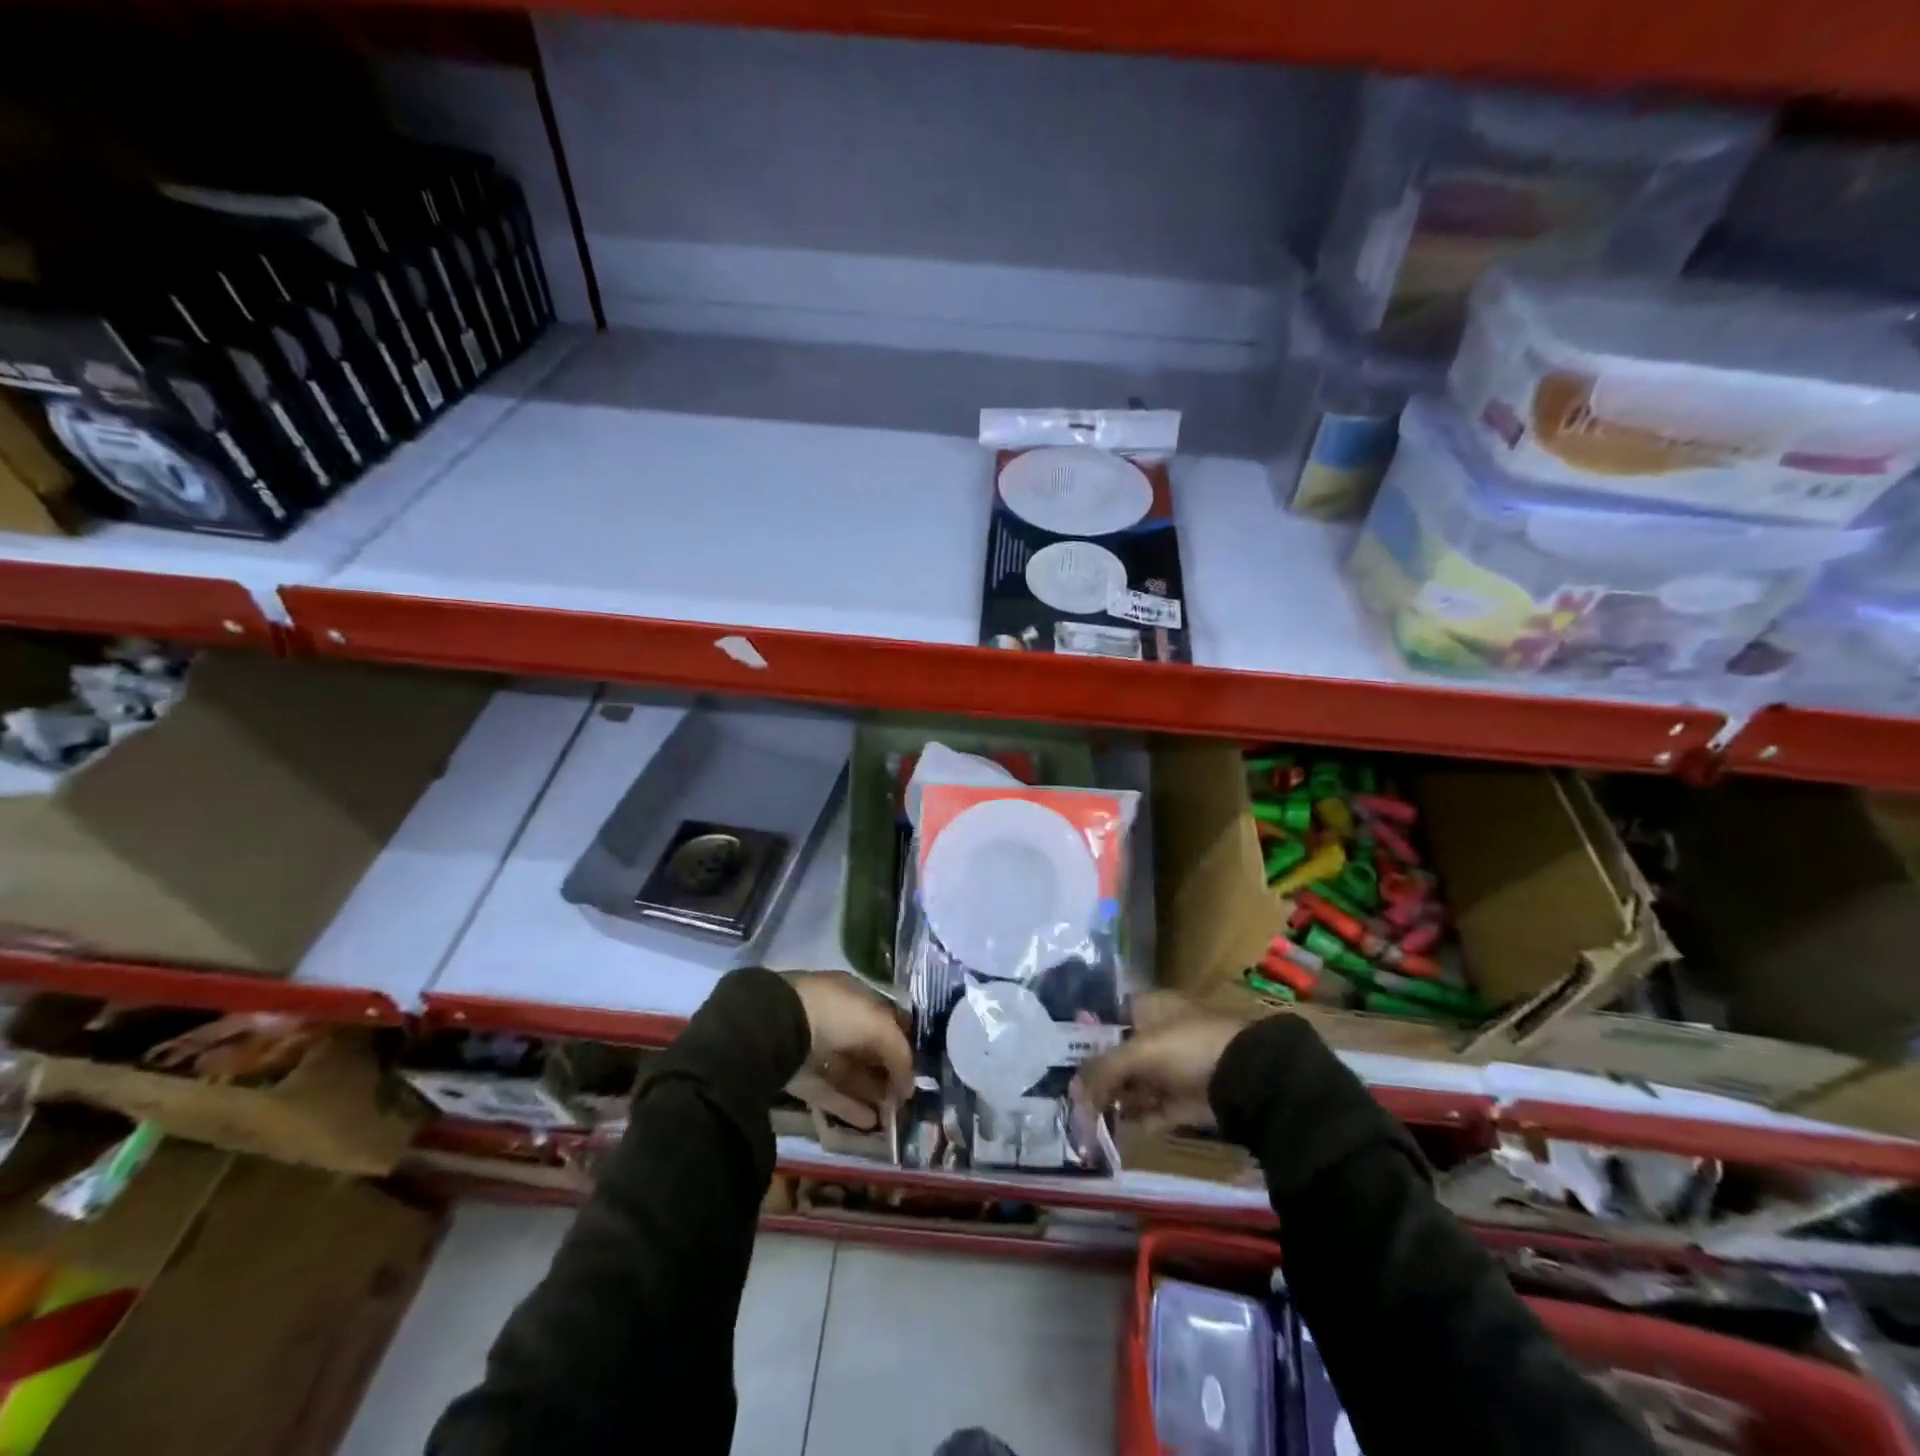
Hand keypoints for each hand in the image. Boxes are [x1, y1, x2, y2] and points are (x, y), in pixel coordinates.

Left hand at [784, 972, 913, 1131]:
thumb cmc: (835, 1014)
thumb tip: (910, 1086)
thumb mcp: (878, 1025)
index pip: (885, 1018)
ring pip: (851, 1073)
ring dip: (872, 1092)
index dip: (903, 1041)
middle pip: (868, 1048)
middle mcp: (836, 1019)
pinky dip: (850, 1107)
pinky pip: (831, 1093)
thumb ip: (899, 1053)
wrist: (778, 1028)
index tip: (918, 1067)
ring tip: (892, 1115)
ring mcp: (817, 1048)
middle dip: (888, 1071)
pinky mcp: (801, 1077)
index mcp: (854, 995)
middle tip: (906, 1097)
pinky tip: (870, 1123)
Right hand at [1072, 993, 1242, 1131]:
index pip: (1108, 1018)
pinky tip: (1115, 1130)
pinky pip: (1152, 1109)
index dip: (1086, 1037)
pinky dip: (1136, 1119)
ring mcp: (1172, 1068)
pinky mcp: (1184, 1099)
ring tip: (1087, 1118)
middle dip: (1098, 1076)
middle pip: (1118, 1055)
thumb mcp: (1140, 1052)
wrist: (1246, 1078)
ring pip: (1134, 1084)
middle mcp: (1158, 1034)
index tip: (1063, 1057)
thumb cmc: (1188, 1046)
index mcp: (1147, 1007)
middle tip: (1073, 1096)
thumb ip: (1103, 1071)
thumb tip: (1072, 1091)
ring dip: (1115, 1100)